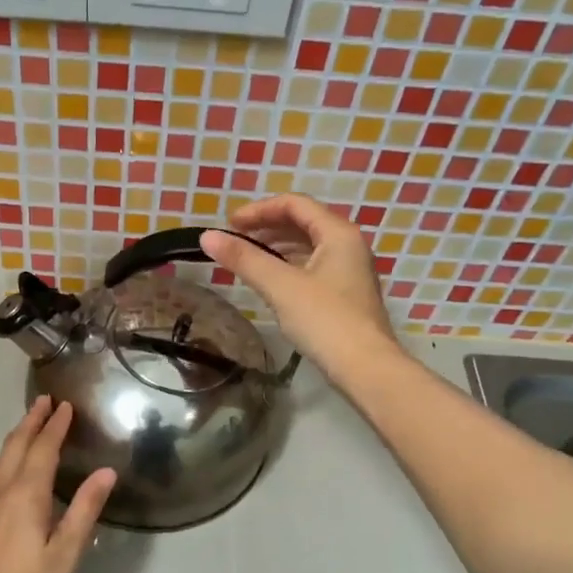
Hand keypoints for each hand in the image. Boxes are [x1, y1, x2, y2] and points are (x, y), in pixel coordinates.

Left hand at [0, 397, 116, 572]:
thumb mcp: (64, 555)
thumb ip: (84, 511)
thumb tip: (106, 472)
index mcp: (25, 495)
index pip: (43, 449)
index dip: (55, 426)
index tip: (65, 405)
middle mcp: (0, 492)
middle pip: (16, 446)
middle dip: (31, 421)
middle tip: (45, 401)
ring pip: (0, 460)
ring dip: (18, 438)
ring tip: (30, 426)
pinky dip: (7, 459)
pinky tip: (11, 470)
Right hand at [200, 193, 395, 378]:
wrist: (365, 368)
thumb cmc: (324, 321)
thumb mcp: (280, 286)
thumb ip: (244, 259)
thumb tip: (206, 236)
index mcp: (338, 233)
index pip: (295, 204)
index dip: (259, 210)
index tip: (229, 224)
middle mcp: (349, 245)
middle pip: (303, 223)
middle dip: (266, 227)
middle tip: (234, 241)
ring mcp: (350, 271)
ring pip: (308, 246)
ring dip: (276, 247)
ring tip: (247, 259)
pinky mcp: (346, 295)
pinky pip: (313, 267)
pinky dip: (288, 266)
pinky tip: (270, 282)